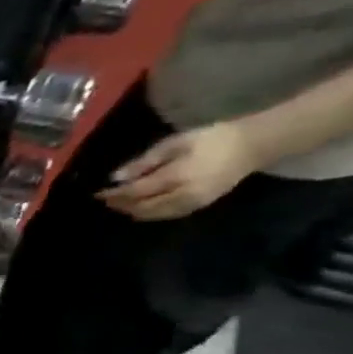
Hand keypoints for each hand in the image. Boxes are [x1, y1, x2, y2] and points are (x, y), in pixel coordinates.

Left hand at [97, 121, 261, 220]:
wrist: (255, 144)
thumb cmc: (212, 138)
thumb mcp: (175, 143)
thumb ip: (144, 162)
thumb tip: (116, 178)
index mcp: (177, 176)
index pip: (135, 192)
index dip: (114, 195)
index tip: (97, 194)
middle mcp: (183, 194)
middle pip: (141, 207)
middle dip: (120, 205)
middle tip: (106, 199)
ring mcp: (193, 203)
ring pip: (153, 214)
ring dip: (132, 211)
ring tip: (119, 204)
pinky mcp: (200, 206)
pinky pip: (167, 215)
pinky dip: (149, 213)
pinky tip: (140, 207)